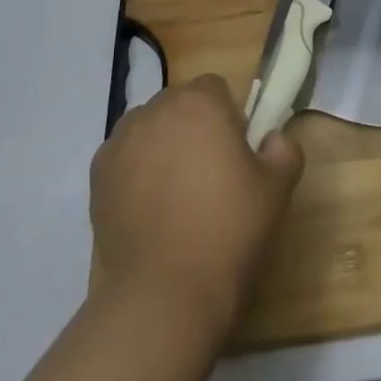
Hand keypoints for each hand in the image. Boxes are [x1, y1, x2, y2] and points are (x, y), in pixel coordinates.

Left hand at [90, 74, 303, 336]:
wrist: (164, 292)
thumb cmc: (228, 230)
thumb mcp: (276, 190)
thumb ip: (283, 150)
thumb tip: (273, 138)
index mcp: (200, 101)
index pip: (215, 89)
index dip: (228, 117)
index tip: (235, 154)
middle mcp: (156, 109)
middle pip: (179, 106)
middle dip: (193, 129)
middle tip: (208, 177)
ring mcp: (121, 140)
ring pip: (149, 130)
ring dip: (162, 148)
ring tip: (174, 197)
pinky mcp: (97, 174)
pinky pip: (124, 159)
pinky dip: (134, 173)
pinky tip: (148, 211)